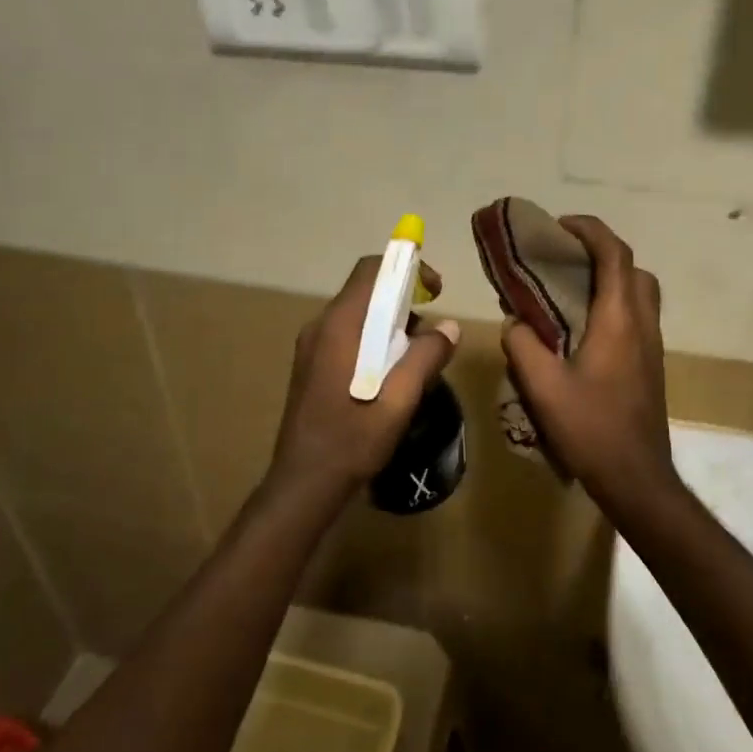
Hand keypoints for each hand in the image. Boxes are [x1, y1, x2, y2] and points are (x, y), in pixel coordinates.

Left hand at [269, 256, 460, 497]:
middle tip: (433, 331)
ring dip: (391, 324)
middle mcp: (321, 327)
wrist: (303, 483)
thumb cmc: (352, 439)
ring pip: (359, 315)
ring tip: (418, 358)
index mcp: (340, 326)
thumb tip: (449, 327)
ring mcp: (312, 346)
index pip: (371, 270)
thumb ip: (426, 356)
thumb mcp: (400, 399)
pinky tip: (392, 374)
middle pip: (366, 291)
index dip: (407, 268)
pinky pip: (349, 336)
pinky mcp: (312, 365)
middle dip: (404, 299)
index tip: (436, 290)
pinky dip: (375, 340)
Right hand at [501, 216, 677, 502]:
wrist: (636, 477)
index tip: (560, 225)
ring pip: (639, 292)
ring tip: (570, 290)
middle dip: (602, 251)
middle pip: (633, 268)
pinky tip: (582, 328)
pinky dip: (614, 303)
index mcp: (619, 319)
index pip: (614, 254)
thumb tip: (514, 322)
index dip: (590, 230)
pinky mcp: (651, 364)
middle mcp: (642, 323)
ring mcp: (652, 344)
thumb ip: (523, 346)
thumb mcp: (543, 387)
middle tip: (565, 258)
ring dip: (610, 278)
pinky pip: (636, 316)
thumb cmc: (591, 428)